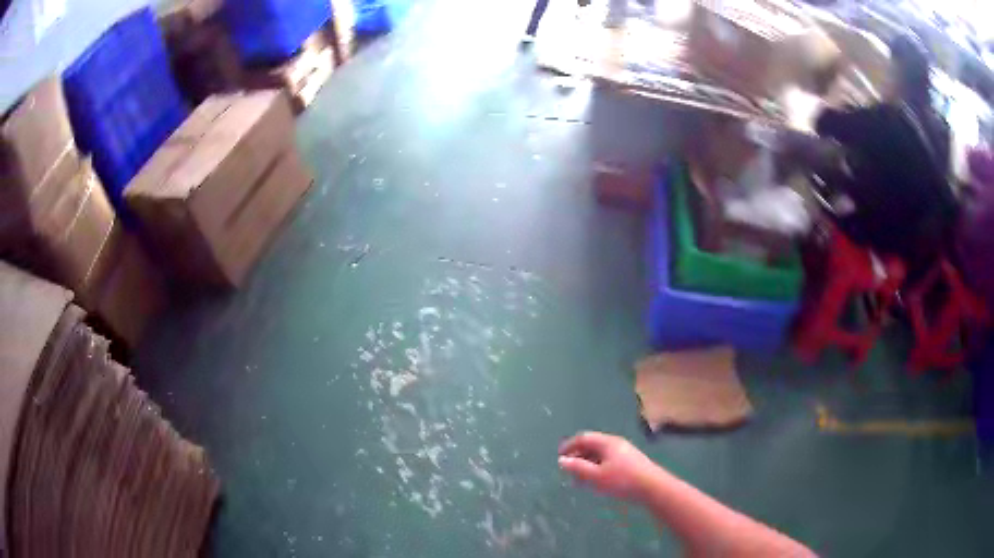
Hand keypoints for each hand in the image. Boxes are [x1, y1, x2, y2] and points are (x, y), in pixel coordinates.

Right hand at [558, 432, 659, 502]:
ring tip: (580, 478)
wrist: (652, 487)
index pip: (583, 438)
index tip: (559, 457)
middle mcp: (615, 443)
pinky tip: (597, 481)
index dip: (569, 446)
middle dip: (578, 456)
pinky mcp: (631, 462)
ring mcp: (625, 452)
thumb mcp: (595, 476)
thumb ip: (577, 468)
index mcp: (606, 442)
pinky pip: (608, 460)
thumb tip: (562, 460)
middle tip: (568, 469)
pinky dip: (598, 467)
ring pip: (600, 454)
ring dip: (588, 463)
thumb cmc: (622, 480)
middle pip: (592, 445)